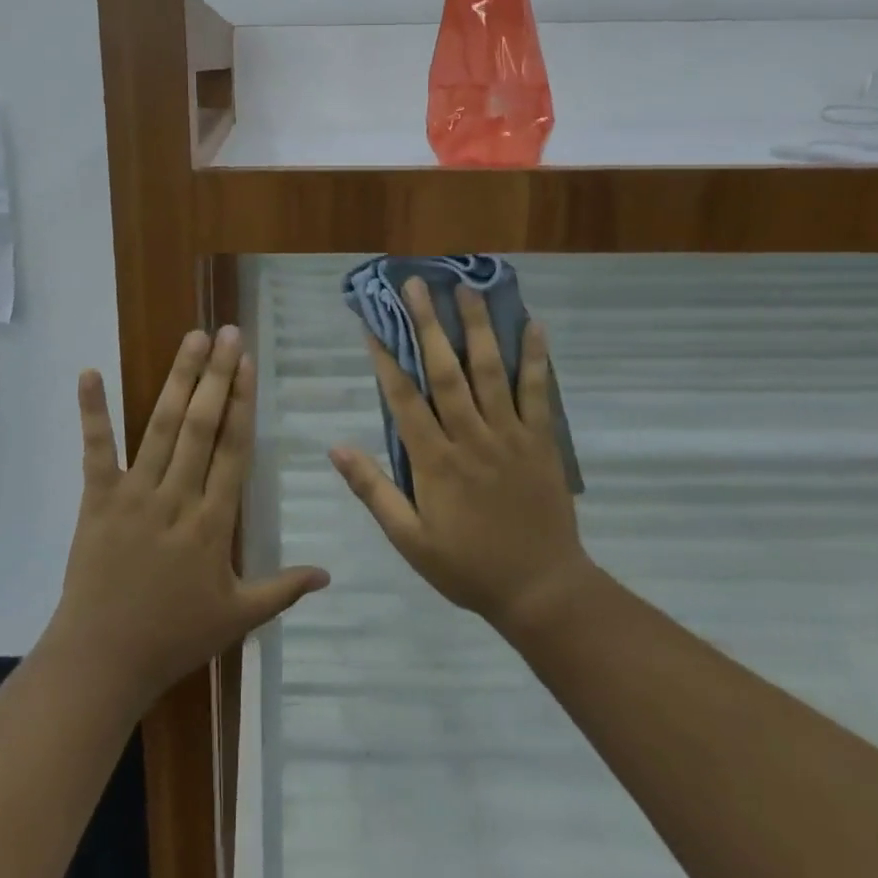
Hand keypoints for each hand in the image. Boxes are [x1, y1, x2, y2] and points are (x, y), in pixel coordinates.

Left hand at [45, 327, 328, 707]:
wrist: (103, 660)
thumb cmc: (174, 637)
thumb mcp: (237, 618)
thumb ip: (283, 590)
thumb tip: (329, 574)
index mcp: (212, 522)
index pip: (233, 449)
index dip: (242, 402)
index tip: (248, 363)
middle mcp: (177, 496)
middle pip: (201, 425)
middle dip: (217, 376)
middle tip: (227, 332)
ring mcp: (134, 493)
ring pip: (160, 426)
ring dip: (178, 379)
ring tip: (192, 339)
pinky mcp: (97, 498)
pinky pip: (96, 450)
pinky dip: (92, 410)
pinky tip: (89, 372)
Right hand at [330, 279, 592, 632]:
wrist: (541, 591)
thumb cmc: (467, 566)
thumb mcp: (409, 539)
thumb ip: (373, 490)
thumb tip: (336, 448)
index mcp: (435, 461)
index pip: (404, 398)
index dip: (386, 358)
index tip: (374, 324)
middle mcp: (470, 437)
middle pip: (445, 371)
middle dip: (428, 325)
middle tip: (417, 286)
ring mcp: (509, 435)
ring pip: (490, 371)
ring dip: (477, 327)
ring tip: (466, 289)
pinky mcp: (541, 441)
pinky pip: (538, 392)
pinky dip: (534, 358)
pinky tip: (533, 325)